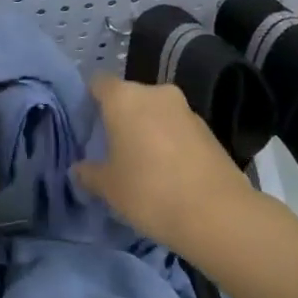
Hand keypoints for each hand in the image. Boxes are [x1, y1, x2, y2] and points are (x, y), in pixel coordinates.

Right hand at [75, 76, 259, 259]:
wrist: (218, 214)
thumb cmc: (149, 191)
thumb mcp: (109, 188)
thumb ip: (89, 173)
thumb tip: (79, 168)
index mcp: (124, 98)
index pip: (99, 83)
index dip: (90, 100)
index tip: (87, 126)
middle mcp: (155, 93)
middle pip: (129, 97)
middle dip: (121, 118)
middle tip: (113, 149)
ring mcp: (186, 109)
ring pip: (156, 112)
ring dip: (148, 130)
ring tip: (143, 164)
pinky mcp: (209, 129)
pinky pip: (178, 129)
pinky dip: (170, 142)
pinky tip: (170, 173)